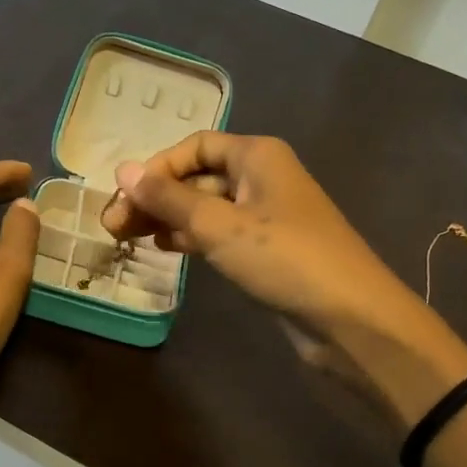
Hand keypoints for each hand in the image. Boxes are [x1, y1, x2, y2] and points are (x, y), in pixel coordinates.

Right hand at [101, 133, 466, 408]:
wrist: (352, 320)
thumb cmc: (285, 259)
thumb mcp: (220, 225)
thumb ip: (169, 198)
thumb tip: (121, 170)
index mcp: (257, 155)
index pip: (194, 146)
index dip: (156, 168)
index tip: (126, 197)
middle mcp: (262, 176)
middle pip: (197, 176)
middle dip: (156, 197)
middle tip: (114, 227)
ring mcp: (266, 214)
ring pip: (206, 206)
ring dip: (168, 218)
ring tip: (130, 238)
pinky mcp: (267, 249)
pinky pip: (220, 232)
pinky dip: (191, 237)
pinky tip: (165, 249)